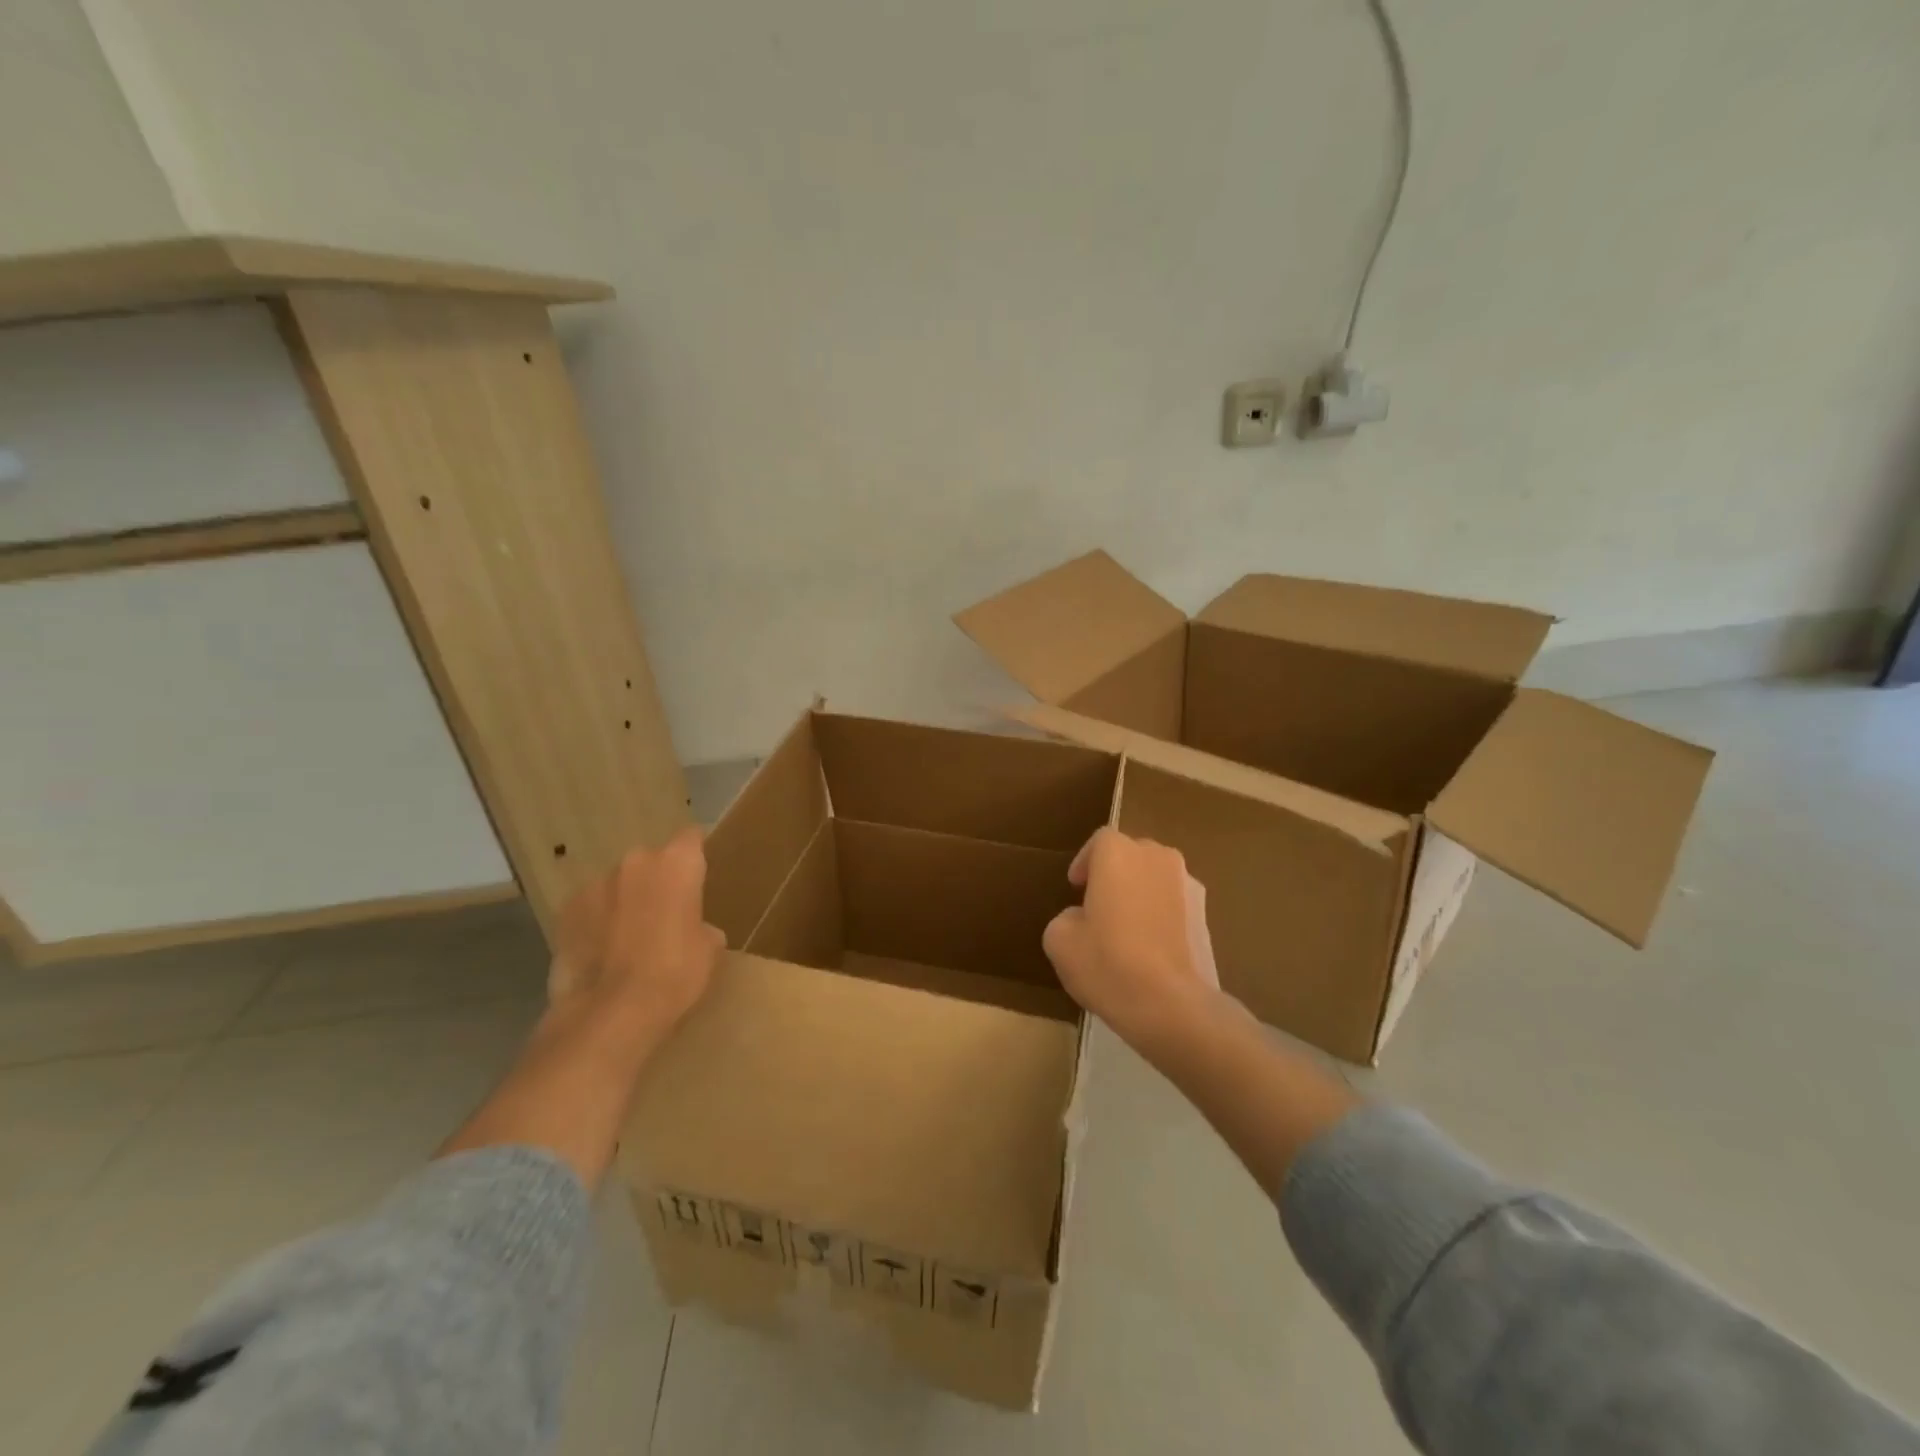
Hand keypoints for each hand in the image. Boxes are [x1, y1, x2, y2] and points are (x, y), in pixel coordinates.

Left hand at [548, 827, 724, 1036]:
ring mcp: (595, 884)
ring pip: (618, 884)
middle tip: (665, 915)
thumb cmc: (675, 974)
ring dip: (624, 900)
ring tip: (628, 938)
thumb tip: (694, 929)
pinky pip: (589, 907)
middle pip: (651, 861)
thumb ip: (701, 924)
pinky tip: (602, 952)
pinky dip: (596, 921)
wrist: (610, 1013)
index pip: (691, 838)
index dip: (695, 854)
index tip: (698, 875)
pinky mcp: (565, 911)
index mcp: (677, 863)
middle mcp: (635, 862)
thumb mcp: (709, 950)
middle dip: (657, 881)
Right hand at [1042, 827, 1219, 1047]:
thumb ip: (1067, 916)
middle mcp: (1157, 856)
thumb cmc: (1107, 962)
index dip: (1085, 862)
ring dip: (1140, 893)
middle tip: (1098, 905)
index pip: (1099, 842)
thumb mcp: (1059, 940)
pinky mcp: (1206, 915)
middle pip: (1131, 855)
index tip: (1076, 887)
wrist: (1171, 1003)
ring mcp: (1188, 884)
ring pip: (1156, 878)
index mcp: (1118, 853)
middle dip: (1115, 874)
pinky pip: (1175, 904)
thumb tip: (1083, 918)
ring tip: (1126, 928)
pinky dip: (1162, 916)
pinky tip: (1150, 948)